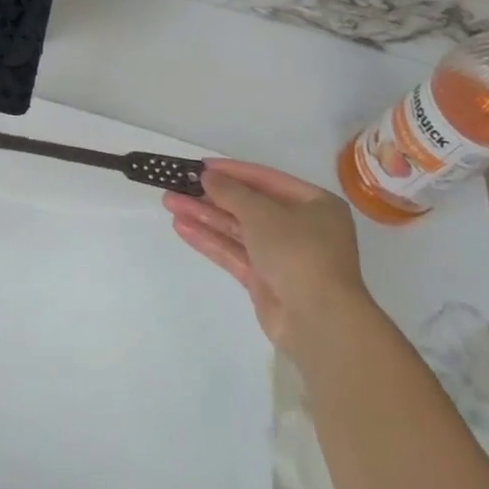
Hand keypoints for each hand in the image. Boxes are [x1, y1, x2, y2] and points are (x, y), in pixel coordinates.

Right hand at [164, 159, 369, 348]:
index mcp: (314, 204)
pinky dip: (210, 240)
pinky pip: (235, 253)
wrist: (319, 322)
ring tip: (170, 202)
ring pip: (238, 230)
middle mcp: (301, 227)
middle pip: (249, 205)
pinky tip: (182, 227)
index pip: (265, 179)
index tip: (199, 166)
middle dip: (212, 196)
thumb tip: (206, 175)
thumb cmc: (298, 252)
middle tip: (178, 185)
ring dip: (205, 216)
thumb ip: (231, 192)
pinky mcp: (266, 281)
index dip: (231, 171)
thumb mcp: (262, 213)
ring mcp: (283, 256)